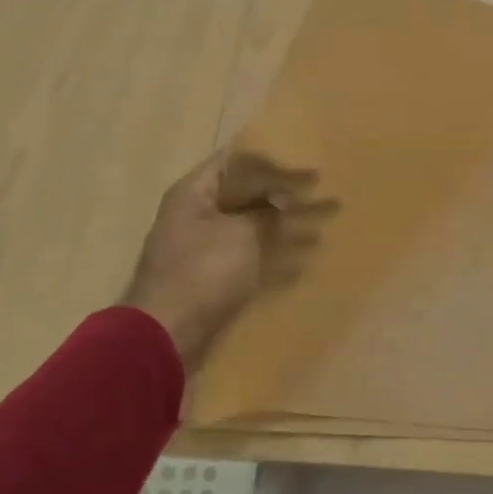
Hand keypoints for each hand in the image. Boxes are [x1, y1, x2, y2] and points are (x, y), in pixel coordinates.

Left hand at [121, 149, 335, 368]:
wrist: (168, 334)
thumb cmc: (203, 272)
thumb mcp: (241, 234)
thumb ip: (266, 213)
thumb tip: (282, 201)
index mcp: (195, 194)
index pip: (235, 161)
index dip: (272, 159)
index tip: (306, 161)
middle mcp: (198, 215)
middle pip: (247, 195)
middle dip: (285, 194)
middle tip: (323, 192)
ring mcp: (206, 249)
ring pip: (255, 228)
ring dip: (287, 227)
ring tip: (324, 226)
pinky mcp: (216, 278)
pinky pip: (254, 259)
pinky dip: (278, 258)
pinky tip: (306, 262)